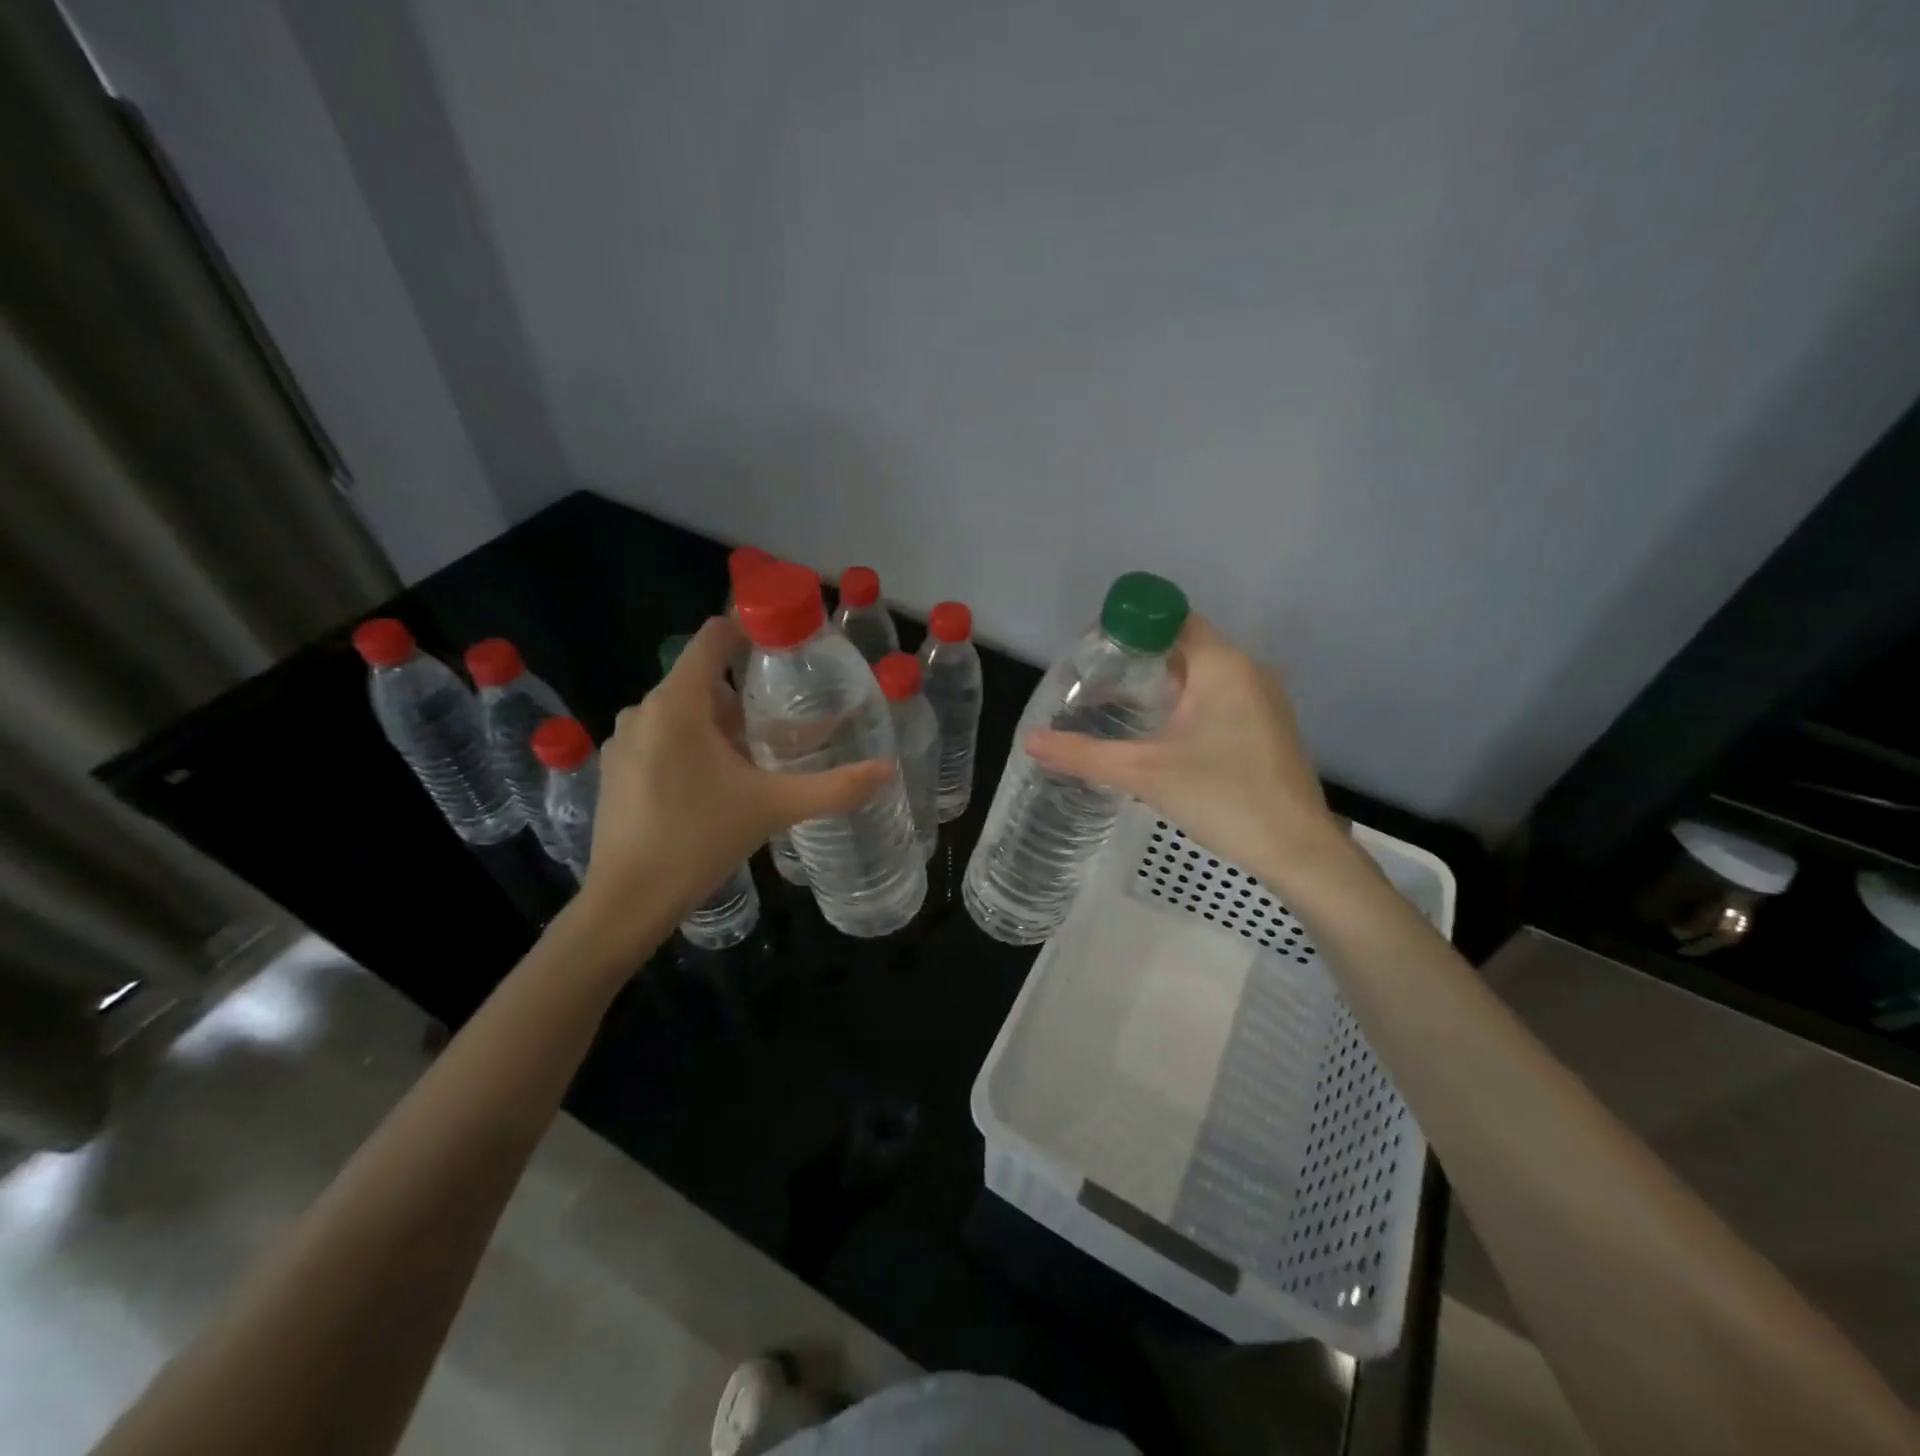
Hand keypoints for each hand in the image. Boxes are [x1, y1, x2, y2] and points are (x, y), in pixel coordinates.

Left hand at [576, 617, 890, 928]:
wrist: (627, 901)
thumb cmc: (700, 840)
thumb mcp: (775, 808)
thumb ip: (834, 787)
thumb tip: (887, 770)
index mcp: (678, 704)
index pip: (712, 638)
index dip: (749, 630)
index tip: (785, 645)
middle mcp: (644, 710)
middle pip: (703, 680)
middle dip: (744, 696)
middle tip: (783, 725)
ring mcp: (623, 741)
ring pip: (682, 713)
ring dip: (718, 726)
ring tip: (754, 760)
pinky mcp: (614, 769)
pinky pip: (660, 738)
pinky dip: (690, 747)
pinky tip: (713, 788)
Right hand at [1026, 615, 1352, 890]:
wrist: (1297, 850)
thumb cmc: (1223, 796)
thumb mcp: (1144, 773)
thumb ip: (1084, 754)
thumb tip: (1030, 740)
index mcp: (1221, 665)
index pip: (1170, 618)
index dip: (1129, 628)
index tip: (1093, 653)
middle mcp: (1247, 671)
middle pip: (1183, 645)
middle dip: (1138, 660)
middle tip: (1095, 684)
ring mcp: (1262, 700)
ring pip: (1202, 675)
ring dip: (1161, 685)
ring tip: (1118, 709)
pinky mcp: (1267, 727)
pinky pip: (1218, 698)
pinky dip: (1185, 705)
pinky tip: (1160, 737)